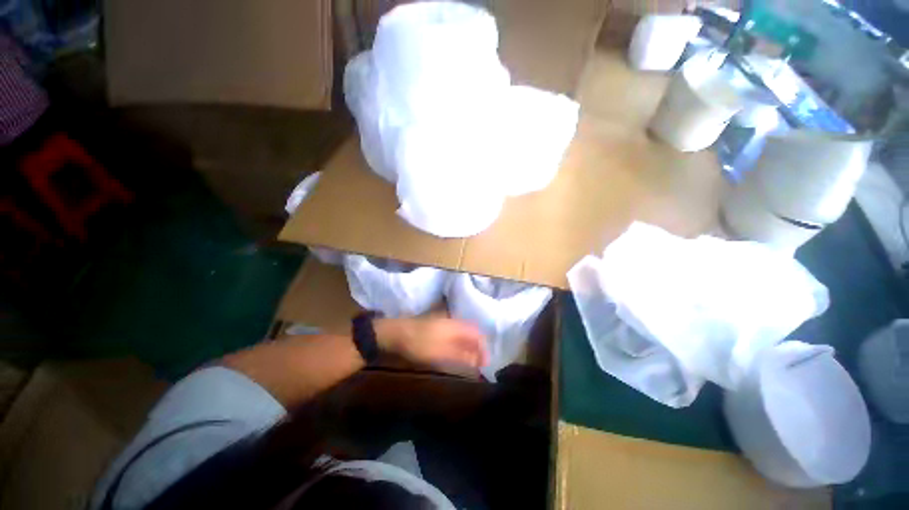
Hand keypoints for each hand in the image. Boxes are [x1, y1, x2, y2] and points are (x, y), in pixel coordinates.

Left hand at [374, 318, 488, 368]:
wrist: (395, 333)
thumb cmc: (420, 344)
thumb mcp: (442, 353)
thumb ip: (462, 356)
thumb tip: (479, 361)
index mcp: (457, 326)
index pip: (477, 334)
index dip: (483, 348)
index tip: (485, 364)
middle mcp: (453, 321)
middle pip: (471, 333)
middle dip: (477, 347)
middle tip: (478, 364)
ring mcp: (443, 322)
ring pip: (462, 333)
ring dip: (468, 346)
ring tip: (469, 360)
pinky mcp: (435, 326)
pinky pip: (454, 333)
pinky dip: (458, 343)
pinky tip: (455, 351)